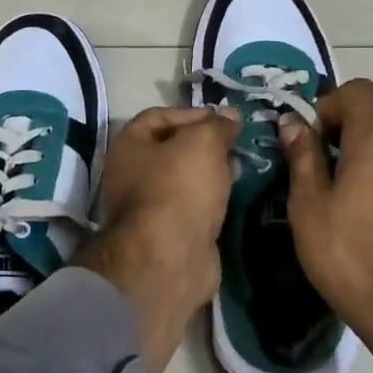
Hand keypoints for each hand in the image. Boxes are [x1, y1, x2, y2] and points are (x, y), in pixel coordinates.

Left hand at [75, 106, 241, 372]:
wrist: (170, 259)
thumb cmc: (179, 189)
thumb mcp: (202, 143)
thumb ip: (217, 126)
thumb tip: (231, 115)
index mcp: (129, 145)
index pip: (160, 116)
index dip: (193, 113)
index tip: (226, 119)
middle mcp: (132, 173)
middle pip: (173, 148)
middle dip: (206, 144)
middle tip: (239, 144)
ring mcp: (150, 206)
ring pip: (185, 179)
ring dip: (212, 171)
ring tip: (243, 166)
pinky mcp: (170, 233)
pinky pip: (194, 206)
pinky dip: (213, 198)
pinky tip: (235, 194)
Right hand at [282, 79, 372, 372]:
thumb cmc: (348, 254)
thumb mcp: (308, 205)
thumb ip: (302, 156)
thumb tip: (293, 123)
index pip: (359, 92)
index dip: (330, 105)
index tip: (311, 140)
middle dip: (342, 142)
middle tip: (316, 181)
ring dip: (364, 168)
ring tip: (342, 211)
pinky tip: (370, 232)